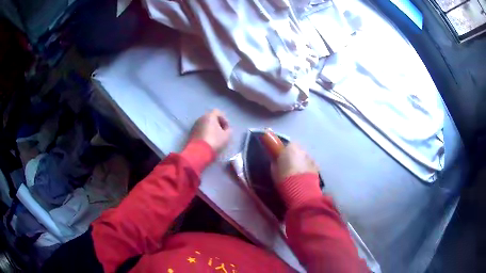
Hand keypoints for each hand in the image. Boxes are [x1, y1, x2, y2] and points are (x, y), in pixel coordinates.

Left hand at [190, 109, 231, 152]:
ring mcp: (194, 125)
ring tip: (215, 138)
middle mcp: (201, 118)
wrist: (199, 152)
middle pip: (210, 118)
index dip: (224, 119)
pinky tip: (208, 141)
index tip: (227, 128)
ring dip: (210, 129)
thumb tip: (226, 129)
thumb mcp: (227, 136)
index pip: (218, 112)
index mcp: (210, 116)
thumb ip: (228, 130)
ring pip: (204, 124)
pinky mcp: (191, 133)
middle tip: (221, 133)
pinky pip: (200, 130)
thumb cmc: (215, 141)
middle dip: (217, 124)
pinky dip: (204, 133)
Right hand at [271, 143, 318, 183]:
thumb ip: (277, 161)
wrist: (299, 188)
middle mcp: (303, 150)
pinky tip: (304, 178)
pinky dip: (308, 170)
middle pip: (298, 152)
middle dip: (294, 157)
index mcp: (292, 147)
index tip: (281, 159)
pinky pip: (311, 167)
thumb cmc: (283, 177)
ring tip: (297, 174)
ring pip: (305, 159)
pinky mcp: (317, 168)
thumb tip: (277, 161)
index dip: (285, 152)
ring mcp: (311, 159)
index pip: (288, 145)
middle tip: (289, 167)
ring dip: (302, 163)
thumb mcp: (274, 168)